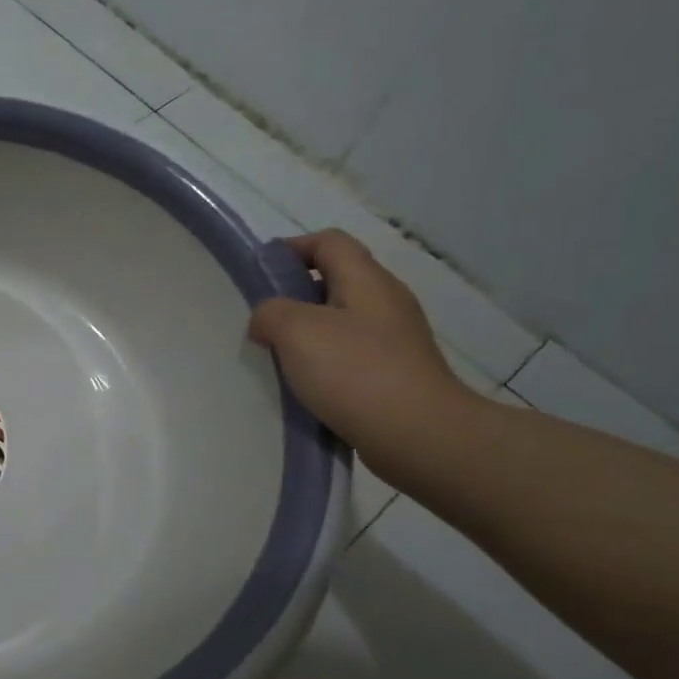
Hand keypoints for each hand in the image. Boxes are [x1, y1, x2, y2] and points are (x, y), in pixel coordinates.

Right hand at [249, 231, 481, 483]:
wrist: (419, 436)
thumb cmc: (355, 372)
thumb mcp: (296, 330)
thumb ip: (270, 312)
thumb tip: (267, 320)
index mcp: (367, 280)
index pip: (329, 242)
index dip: (292, 248)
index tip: (260, 274)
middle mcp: (386, 302)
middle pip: (335, 280)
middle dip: (295, 295)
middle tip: (264, 321)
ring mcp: (396, 340)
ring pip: (341, 320)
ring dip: (307, 332)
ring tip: (279, 357)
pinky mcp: (396, 373)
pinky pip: (351, 354)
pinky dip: (325, 361)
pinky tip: (307, 385)